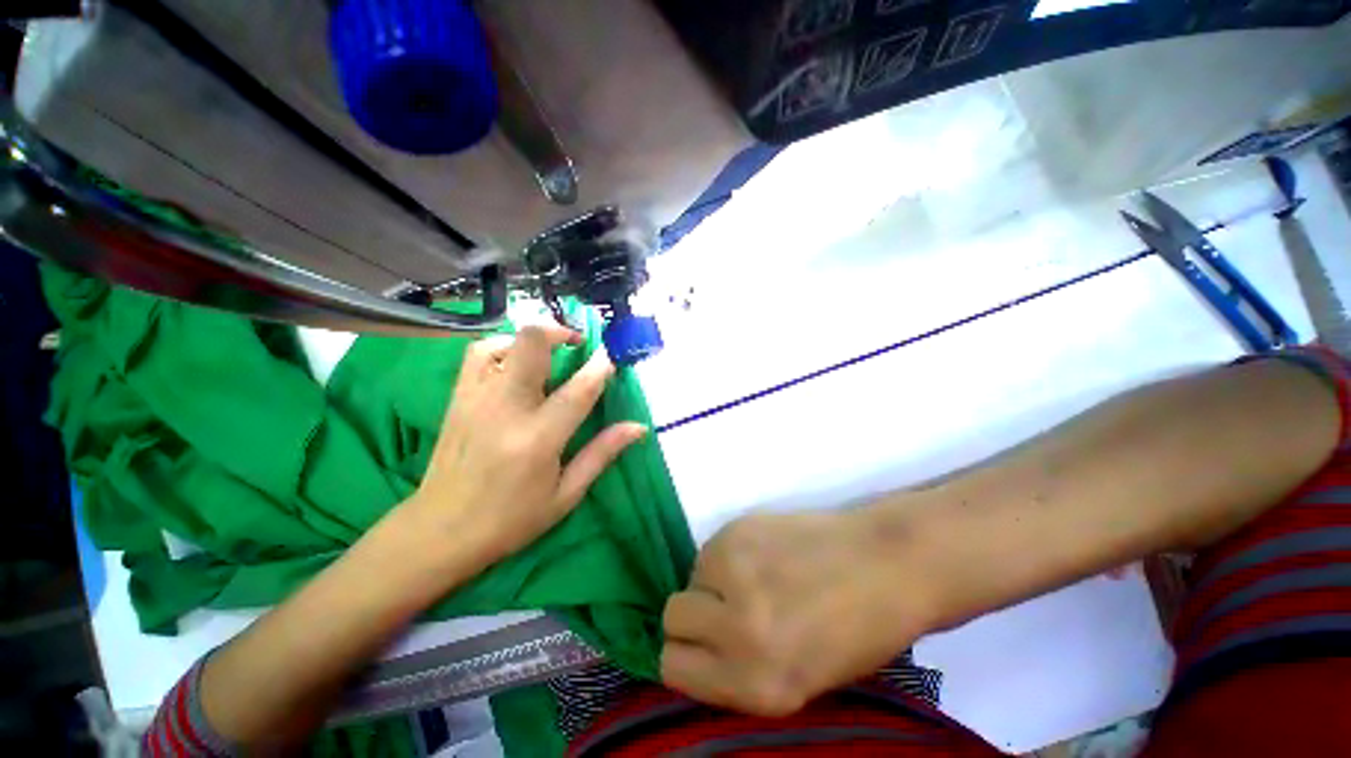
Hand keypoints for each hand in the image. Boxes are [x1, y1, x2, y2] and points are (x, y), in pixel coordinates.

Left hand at [406, 324, 645, 564]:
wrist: (440, 532)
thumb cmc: (511, 519)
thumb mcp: (566, 494)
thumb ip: (602, 453)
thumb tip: (639, 427)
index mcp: (539, 438)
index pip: (579, 389)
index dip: (601, 366)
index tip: (613, 355)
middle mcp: (506, 409)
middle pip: (531, 345)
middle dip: (560, 333)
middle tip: (577, 345)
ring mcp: (476, 399)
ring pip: (502, 342)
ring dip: (531, 339)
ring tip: (549, 352)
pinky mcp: (457, 399)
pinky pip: (477, 354)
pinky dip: (502, 347)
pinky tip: (515, 364)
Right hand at [661, 510, 935, 716]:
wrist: (887, 563)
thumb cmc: (857, 632)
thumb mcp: (798, 681)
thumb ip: (740, 671)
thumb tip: (698, 649)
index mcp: (757, 685)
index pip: (672, 668)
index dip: (687, 655)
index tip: (706, 645)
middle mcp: (738, 631)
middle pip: (672, 617)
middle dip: (695, 614)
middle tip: (726, 606)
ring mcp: (736, 572)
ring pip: (689, 576)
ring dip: (711, 579)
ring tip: (753, 576)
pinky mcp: (738, 529)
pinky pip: (710, 547)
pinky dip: (725, 554)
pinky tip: (762, 553)